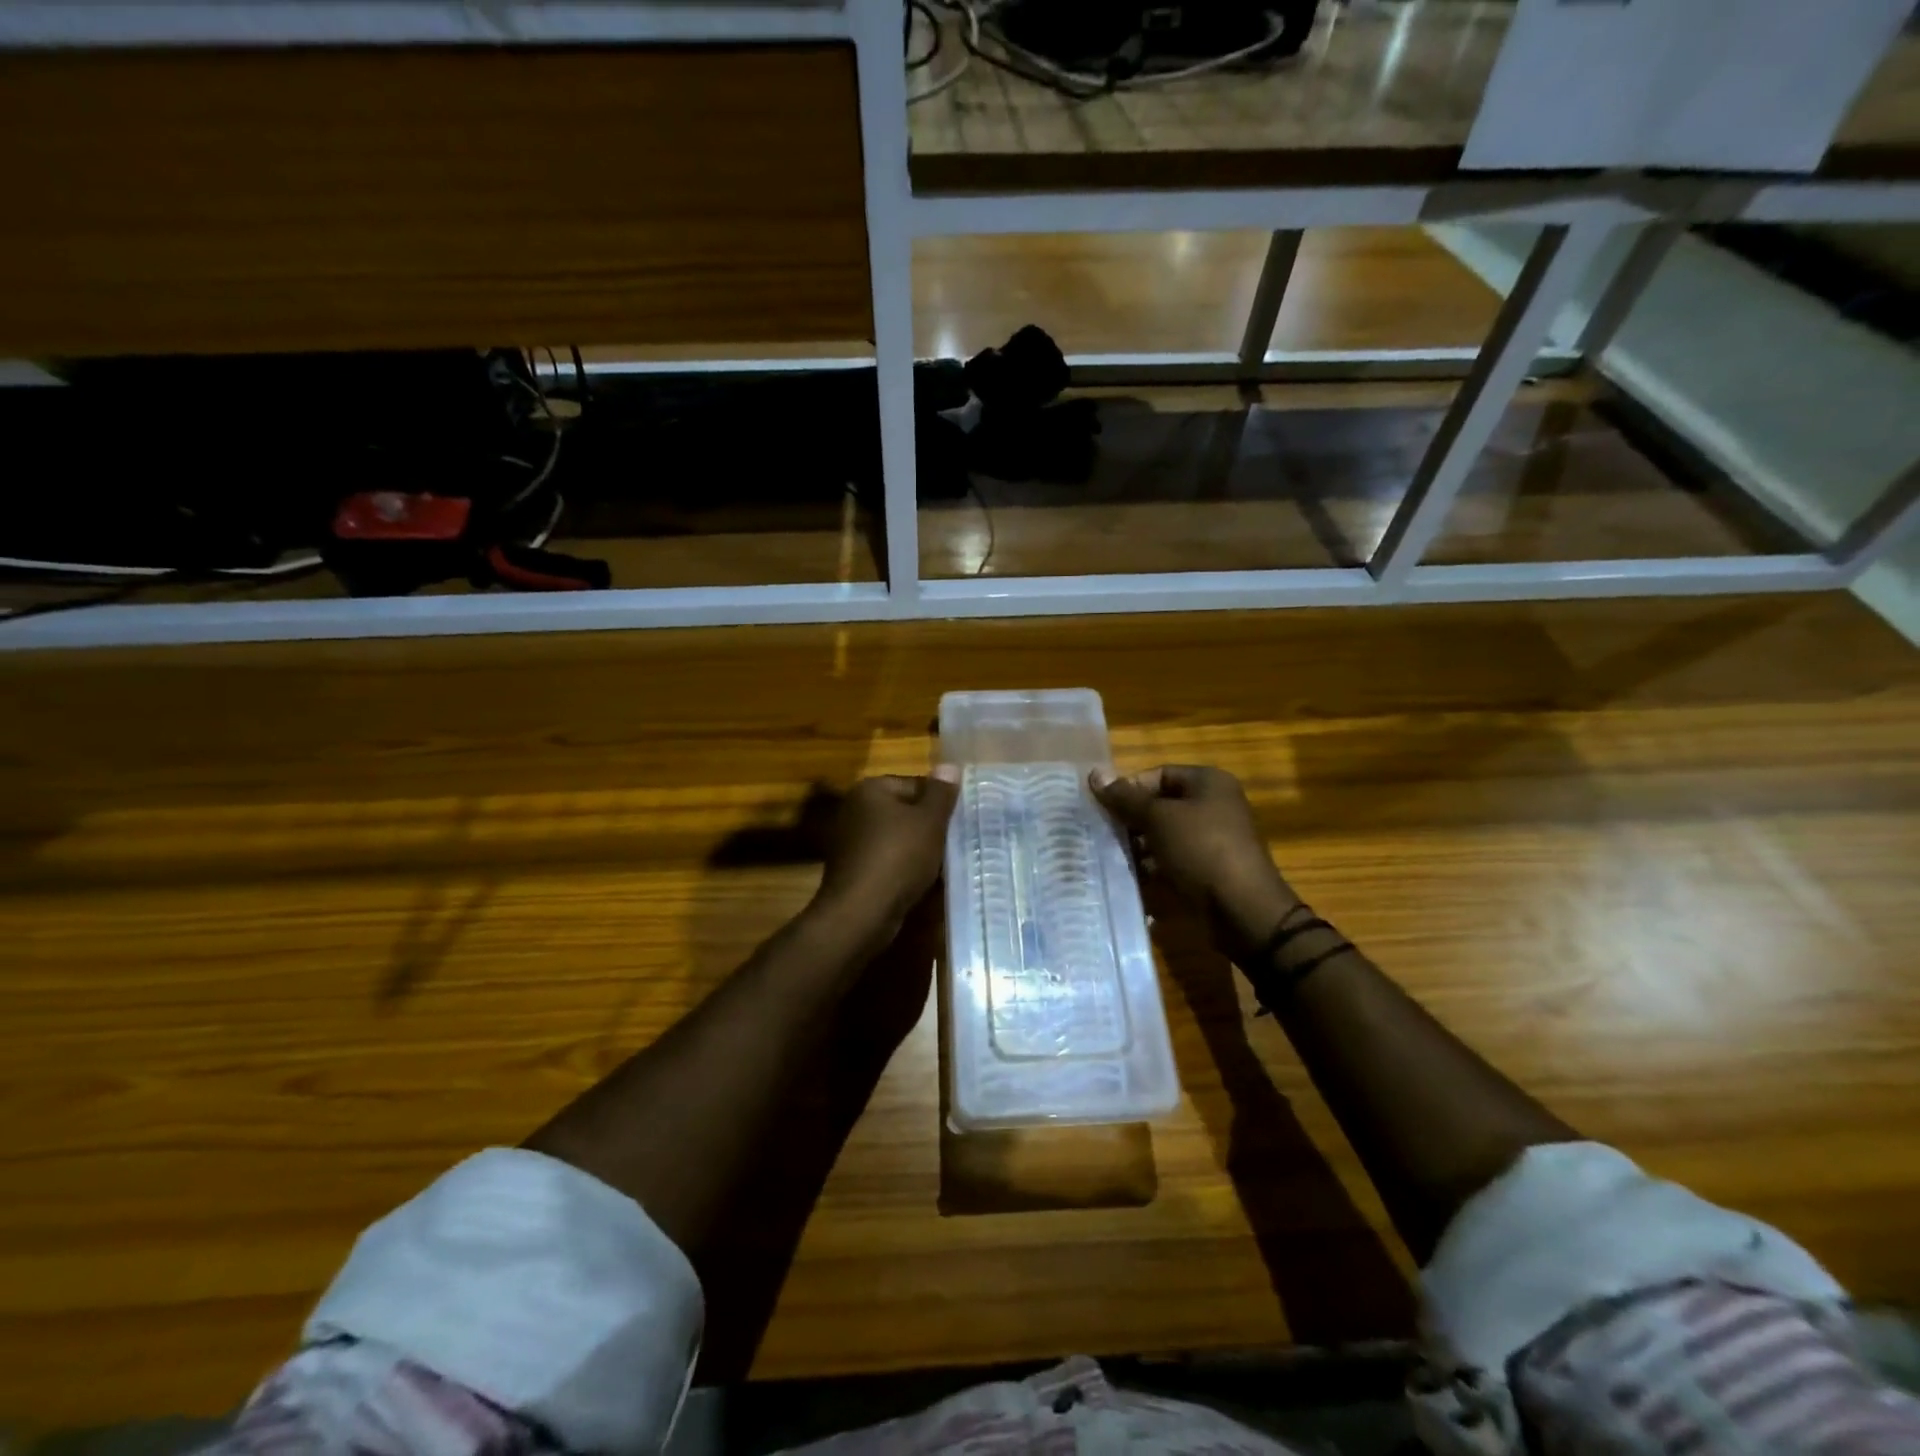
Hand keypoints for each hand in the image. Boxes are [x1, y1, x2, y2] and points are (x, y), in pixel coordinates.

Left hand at [814, 770, 960, 933]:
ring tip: (942, 864)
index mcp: (870, 789)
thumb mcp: (929, 822)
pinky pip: (886, 859)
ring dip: (918, 849)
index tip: (958, 821)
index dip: (940, 802)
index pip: (915, 783)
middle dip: (929, 826)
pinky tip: (920, 881)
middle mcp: (854, 808)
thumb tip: (950, 765)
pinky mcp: (851, 868)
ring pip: (896, 837)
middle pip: (905, 810)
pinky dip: (902, 867)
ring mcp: (849, 840)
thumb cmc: (898, 858)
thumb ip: (941, 793)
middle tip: (954, 842)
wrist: (861, 912)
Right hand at [1090, 764, 1298, 956]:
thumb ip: (1126, 798)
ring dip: (1140, 844)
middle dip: (1132, 819)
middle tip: (1104, 833)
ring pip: (1165, 834)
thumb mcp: (1158, 818)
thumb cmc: (1200, 850)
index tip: (1104, 808)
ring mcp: (1214, 838)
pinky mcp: (1210, 867)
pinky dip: (1155, 865)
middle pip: (1161, 804)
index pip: (1158, 774)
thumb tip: (1095, 774)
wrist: (1242, 909)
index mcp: (1208, 782)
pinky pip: (1175, 858)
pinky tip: (1134, 875)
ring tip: (1115, 856)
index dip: (1130, 788)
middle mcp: (1214, 804)